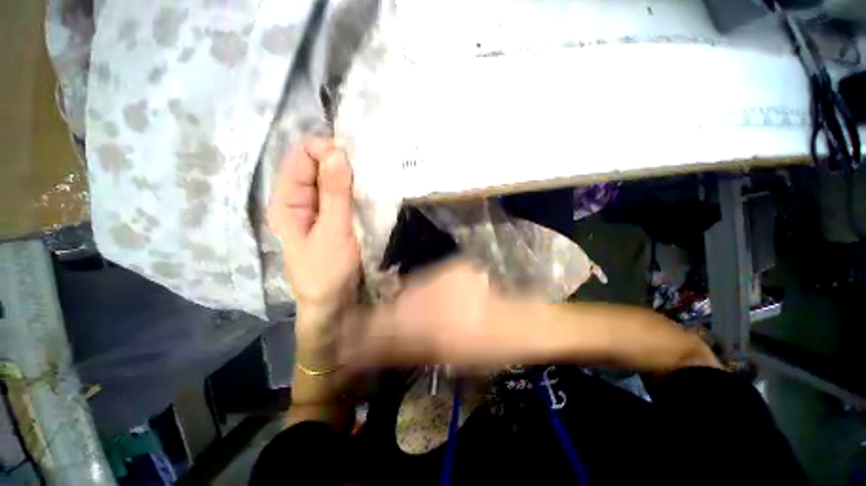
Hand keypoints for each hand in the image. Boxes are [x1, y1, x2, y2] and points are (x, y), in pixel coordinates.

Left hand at [267, 139, 359, 329]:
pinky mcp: (333, 216)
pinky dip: (355, 188)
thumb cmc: (327, 271)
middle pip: (316, 164)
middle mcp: (300, 199)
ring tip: (372, 176)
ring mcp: (318, 208)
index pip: (301, 156)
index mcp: (287, 200)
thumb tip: (337, 152)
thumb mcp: (332, 232)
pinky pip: (343, 193)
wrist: (333, 301)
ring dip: (351, 174)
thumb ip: (335, 194)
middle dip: (341, 161)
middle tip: (369, 167)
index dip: (326, 149)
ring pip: (332, 178)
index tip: (354, 158)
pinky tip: (369, 190)